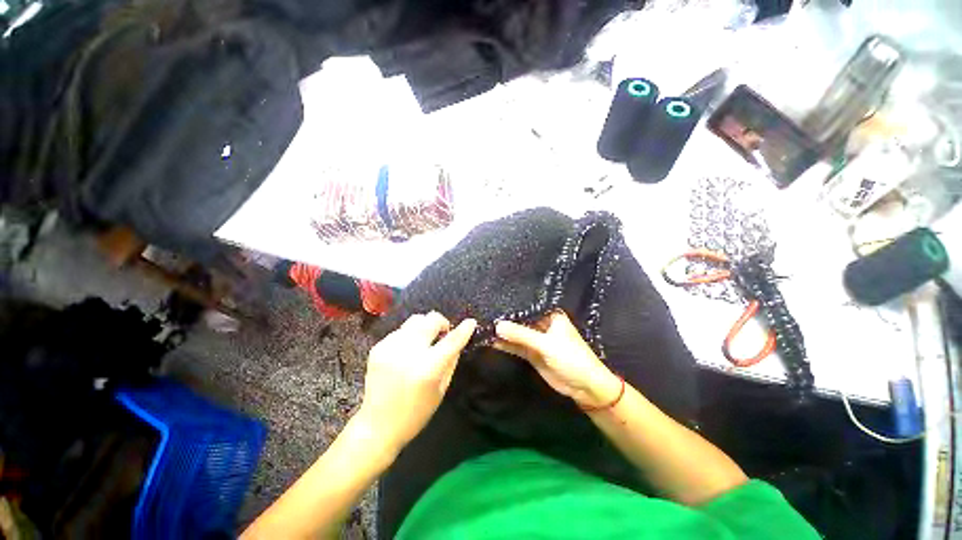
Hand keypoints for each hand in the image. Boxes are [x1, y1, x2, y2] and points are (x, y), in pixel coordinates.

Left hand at [356, 312, 476, 455]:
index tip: (471, 322)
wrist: (377, 426)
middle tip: (443, 334)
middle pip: (430, 320)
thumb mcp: (441, 390)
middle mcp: (408, 353)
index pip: (451, 341)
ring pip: (415, 320)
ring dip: (425, 327)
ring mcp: (390, 348)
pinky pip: (401, 330)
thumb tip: (459, 339)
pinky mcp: (378, 348)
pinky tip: (407, 351)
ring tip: (424, 341)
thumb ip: (451, 360)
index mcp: (427, 368)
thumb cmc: (415, 413)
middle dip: (441, 323)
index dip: (464, 329)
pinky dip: (409, 336)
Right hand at [495, 311, 620, 409]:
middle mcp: (543, 325)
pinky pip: (517, 347)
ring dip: (504, 333)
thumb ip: (521, 335)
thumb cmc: (571, 358)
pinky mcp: (533, 354)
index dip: (512, 306)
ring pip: (517, 334)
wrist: (584, 387)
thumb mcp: (546, 344)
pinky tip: (491, 340)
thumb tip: (497, 325)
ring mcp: (537, 340)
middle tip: (485, 314)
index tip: (493, 302)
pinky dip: (506, 345)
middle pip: (521, 320)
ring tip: (484, 326)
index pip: (529, 307)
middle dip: (506, 320)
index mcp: (551, 316)